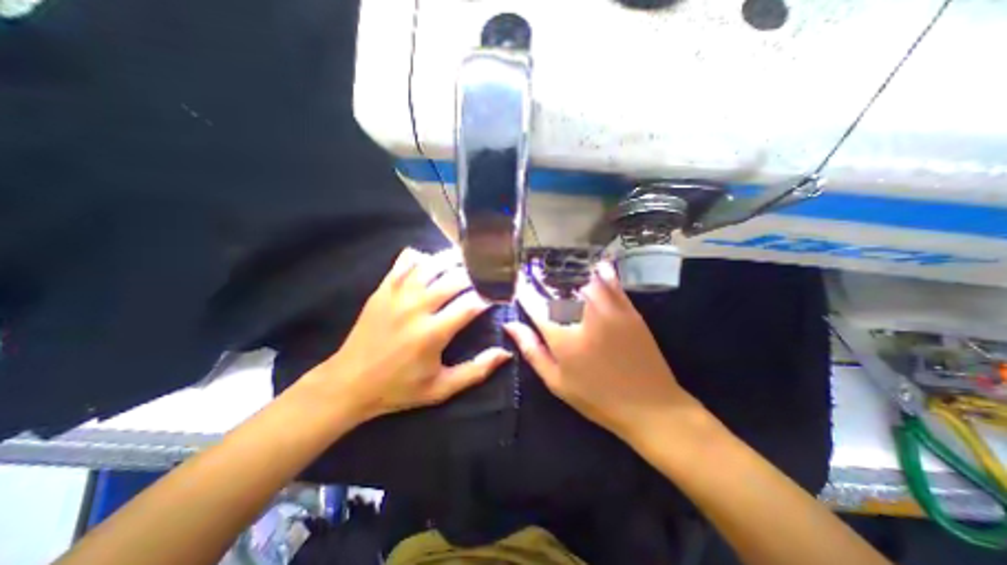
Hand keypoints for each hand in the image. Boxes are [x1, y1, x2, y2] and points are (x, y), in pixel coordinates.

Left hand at [303, 248, 510, 423]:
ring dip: (454, 260)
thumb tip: (505, 353)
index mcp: (432, 333)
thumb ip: (476, 371)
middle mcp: (416, 307)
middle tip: (488, 275)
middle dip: (477, 274)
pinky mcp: (383, 288)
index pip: (470, 304)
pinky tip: (433, 262)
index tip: (499, 295)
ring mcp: (397, 294)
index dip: (490, 296)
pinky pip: (406, 261)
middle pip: (455, 278)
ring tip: (468, 261)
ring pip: (432, 264)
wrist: (348, 383)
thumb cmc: (398, 388)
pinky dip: (423, 257)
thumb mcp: (441, 388)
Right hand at [501, 260, 702, 444]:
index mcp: (562, 335)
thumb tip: (510, 324)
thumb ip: (531, 349)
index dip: (524, 291)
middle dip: (542, 277)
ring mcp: (608, 308)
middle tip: (535, 273)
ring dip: (568, 272)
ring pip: (583, 278)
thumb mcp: (556, 381)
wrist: (650, 405)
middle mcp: (583, 315)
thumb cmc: (596, 397)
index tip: (519, 284)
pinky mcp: (628, 308)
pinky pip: (610, 281)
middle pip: (558, 285)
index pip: (535, 302)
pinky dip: (599, 272)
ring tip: (559, 269)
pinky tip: (593, 267)